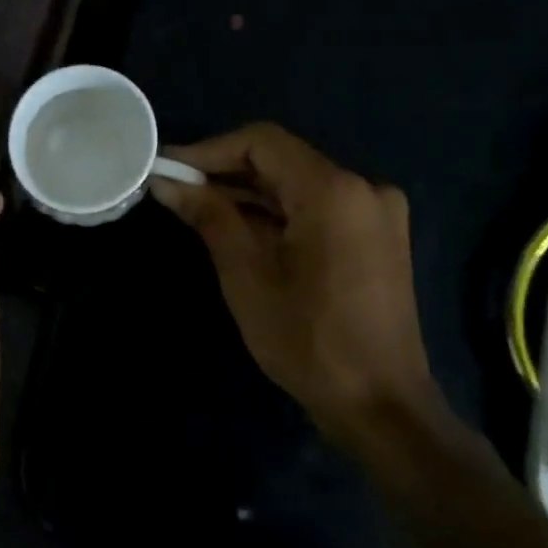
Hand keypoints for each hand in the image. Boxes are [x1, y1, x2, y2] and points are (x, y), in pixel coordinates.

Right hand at [150, 123, 439, 456]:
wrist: (381, 404)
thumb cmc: (308, 340)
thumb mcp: (247, 275)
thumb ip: (210, 216)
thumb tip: (166, 182)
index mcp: (334, 190)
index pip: (262, 142)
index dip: (209, 150)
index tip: (169, 169)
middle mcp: (364, 187)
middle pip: (282, 161)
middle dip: (227, 174)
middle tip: (177, 192)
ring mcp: (378, 213)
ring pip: (300, 185)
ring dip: (251, 195)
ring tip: (200, 212)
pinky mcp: (379, 237)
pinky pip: (319, 208)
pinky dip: (280, 214)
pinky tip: (243, 231)